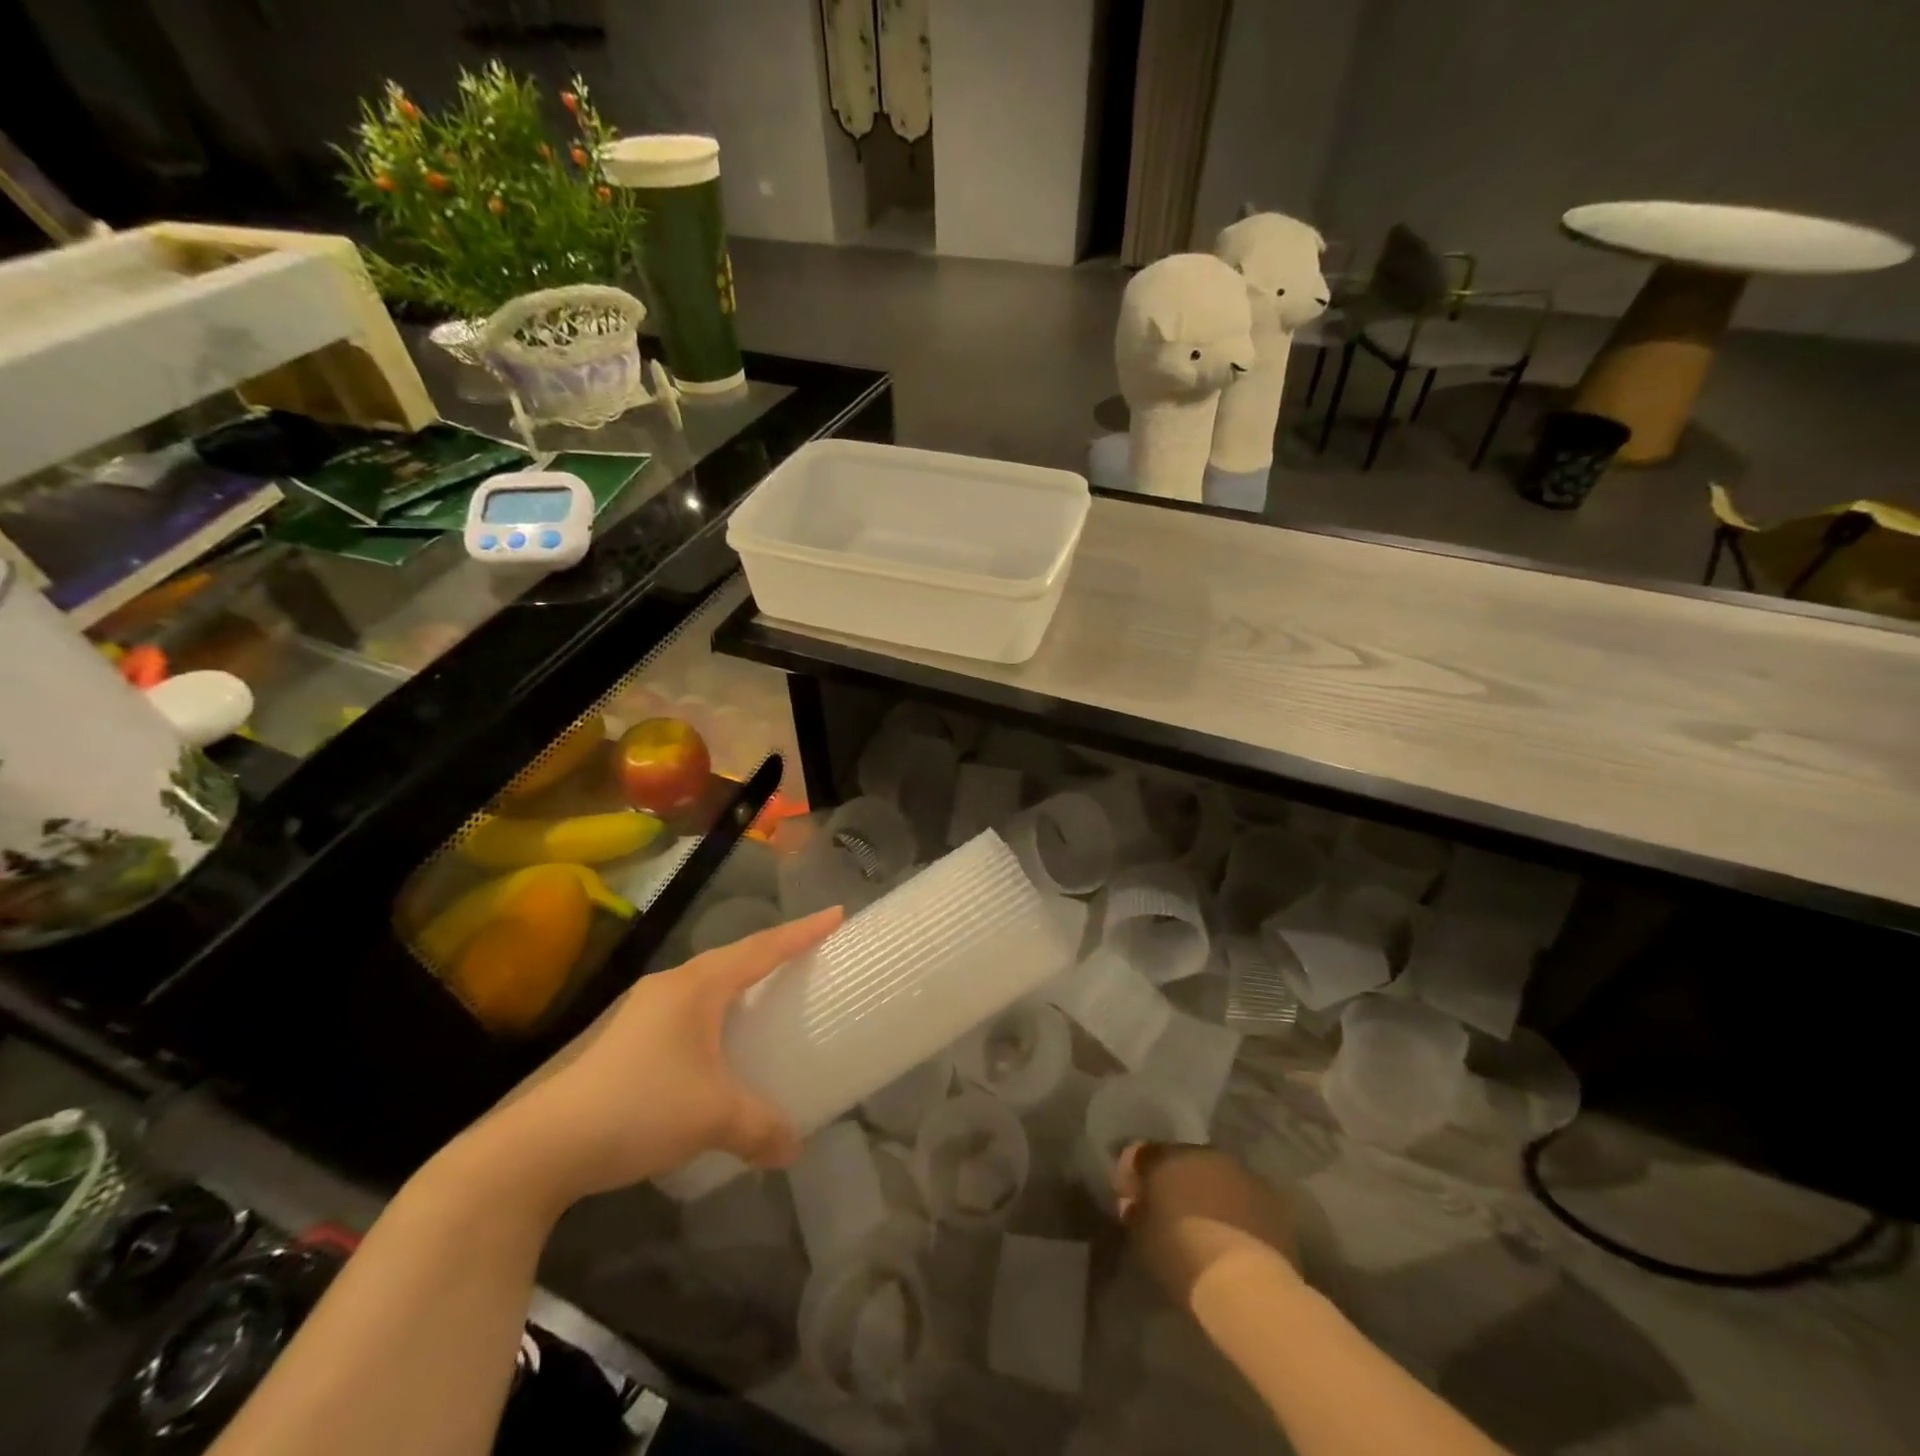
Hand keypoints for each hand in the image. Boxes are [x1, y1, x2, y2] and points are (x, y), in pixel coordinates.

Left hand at [468, 906, 843, 1211]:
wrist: (540, 1147)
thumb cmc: (639, 1109)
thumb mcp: (713, 1118)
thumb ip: (762, 1127)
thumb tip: (795, 1148)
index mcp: (696, 987)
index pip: (761, 949)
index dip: (801, 932)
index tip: (836, 914)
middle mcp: (670, 987)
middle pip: (732, 959)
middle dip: (771, 954)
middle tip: (806, 958)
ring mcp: (641, 1012)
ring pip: (705, 987)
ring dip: (738, 987)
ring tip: (765, 1000)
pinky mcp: (624, 1041)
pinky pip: (685, 1013)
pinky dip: (713, 1018)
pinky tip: (716, 1049)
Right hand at [1116, 1144, 1300, 1307]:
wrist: (1248, 1287)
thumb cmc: (1184, 1258)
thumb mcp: (1143, 1238)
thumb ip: (1135, 1211)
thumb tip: (1133, 1202)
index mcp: (1167, 1157)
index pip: (1140, 1154)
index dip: (1132, 1174)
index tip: (1131, 1199)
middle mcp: (1204, 1153)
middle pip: (1181, 1160)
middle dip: (1173, 1181)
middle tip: (1169, 1211)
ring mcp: (1241, 1172)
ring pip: (1216, 1176)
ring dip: (1207, 1192)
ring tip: (1206, 1225)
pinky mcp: (1272, 1198)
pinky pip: (1244, 1197)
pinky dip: (1236, 1209)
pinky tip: (1235, 1235)